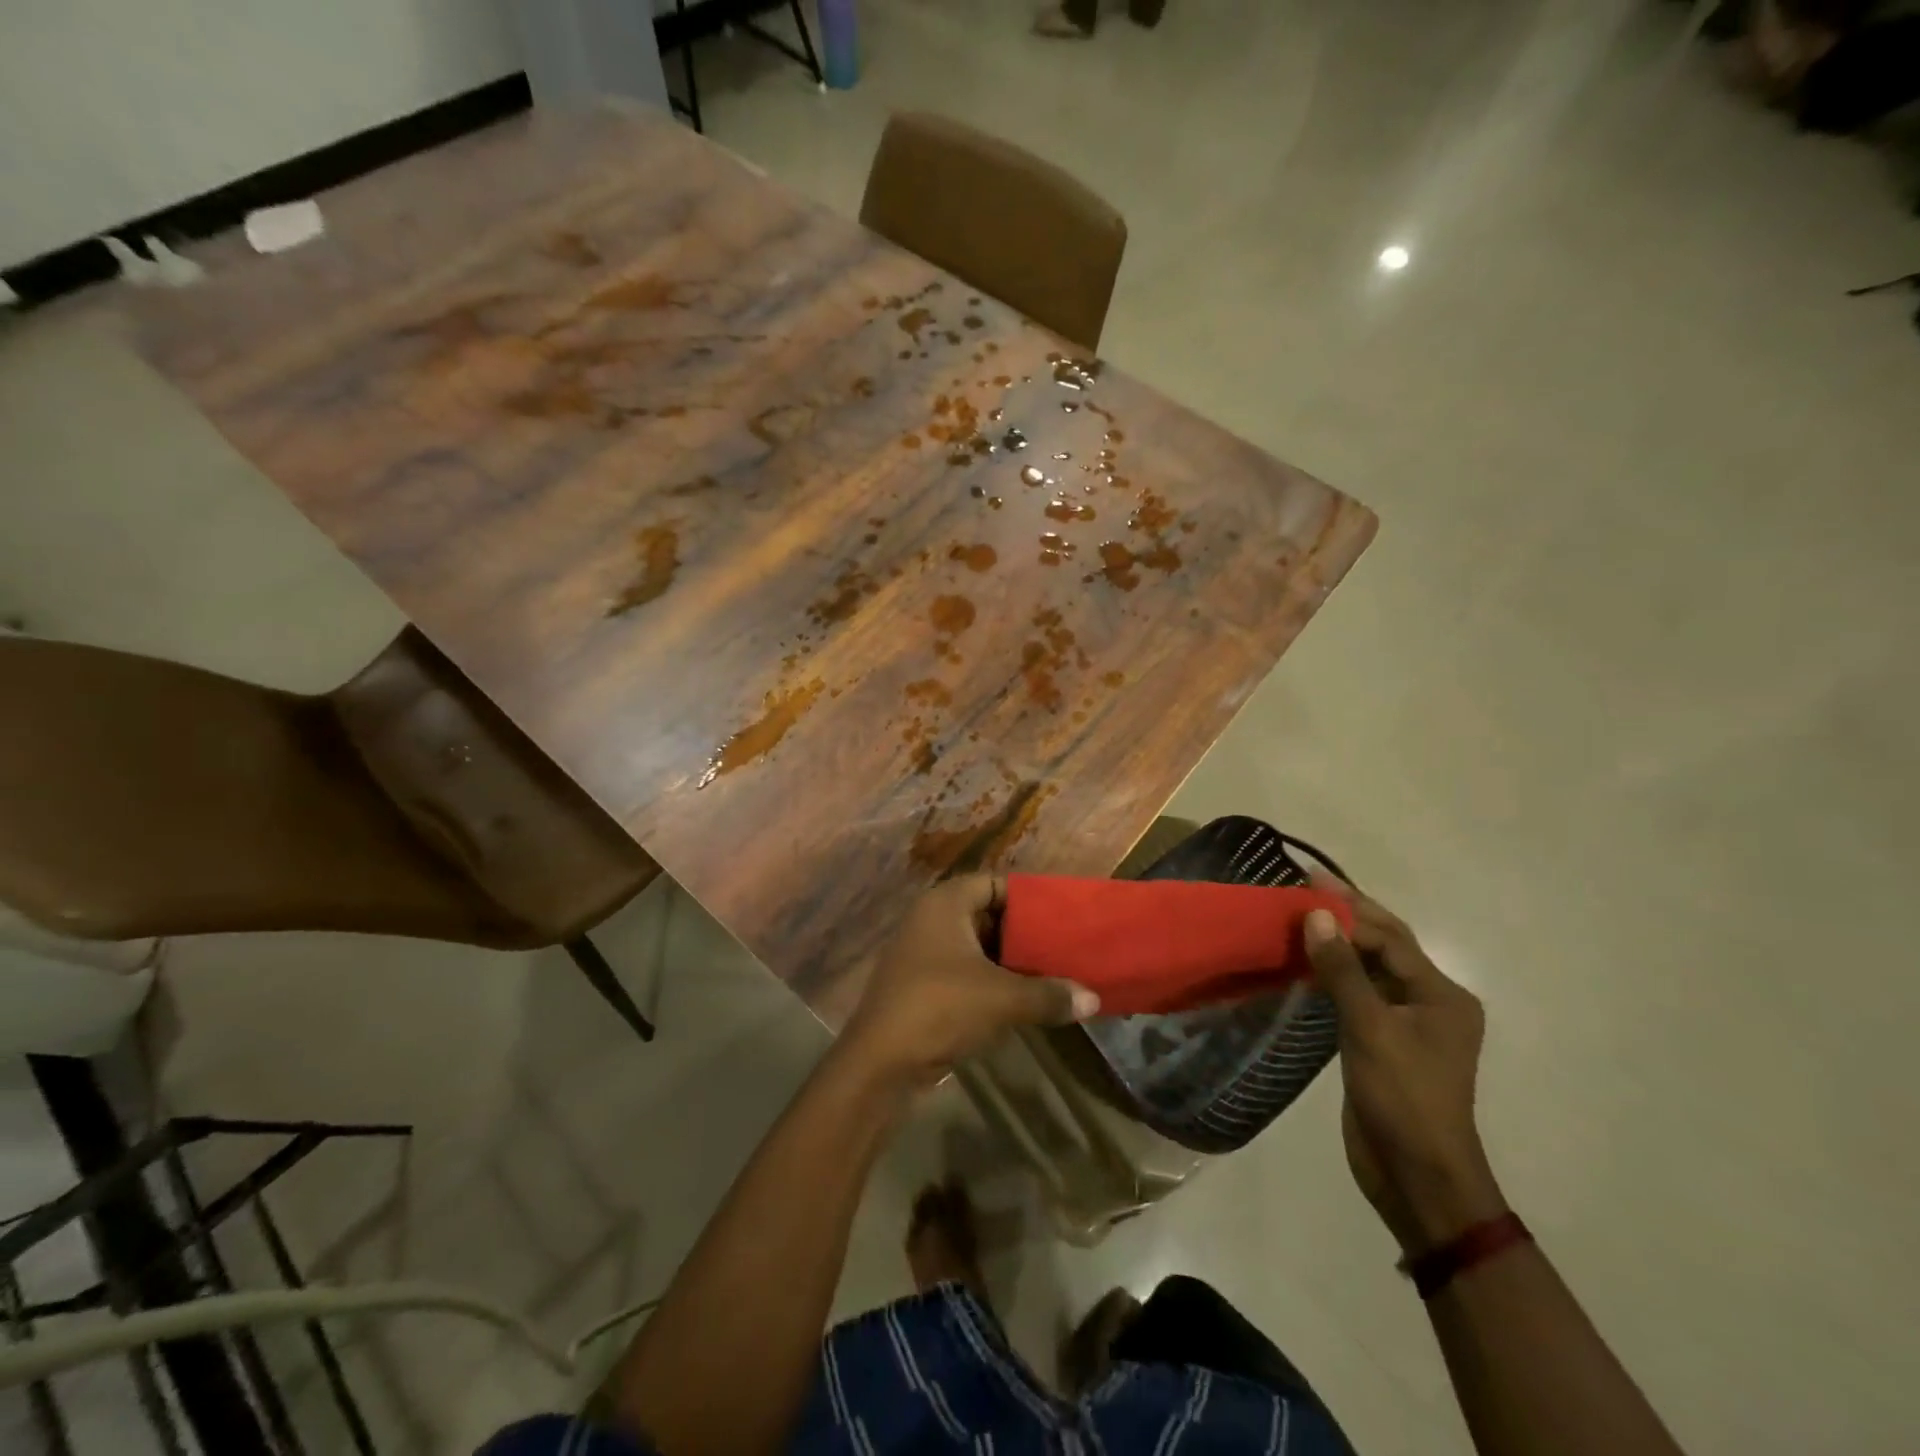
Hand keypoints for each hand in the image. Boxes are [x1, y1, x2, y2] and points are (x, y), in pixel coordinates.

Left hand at [844, 877, 1098, 1085]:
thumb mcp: (1002, 998)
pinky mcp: (924, 986)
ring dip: (1012, 961)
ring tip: (1055, 972)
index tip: (1063, 915)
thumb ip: (1049, 994)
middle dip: (1025, 933)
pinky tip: (1025, 999)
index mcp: (945, 903)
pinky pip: (968, 973)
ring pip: (979, 948)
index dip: (1029, 898)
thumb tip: (1094, 999)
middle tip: (1065, 945)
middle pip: (988, 915)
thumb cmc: (941, 1008)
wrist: (881, 1063)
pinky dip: (994, 982)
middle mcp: (931, 920)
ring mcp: (924, 954)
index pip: (995, 884)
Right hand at [1304, 883, 1506, 1253]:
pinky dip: (1332, 974)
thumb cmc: (1403, 1099)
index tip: (1307, 881)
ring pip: (1369, 970)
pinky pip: (1357, 995)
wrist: (1417, 1178)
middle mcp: (1429, 1002)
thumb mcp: (1371, 1030)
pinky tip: (1305, 962)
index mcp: (1441, 995)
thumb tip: (1318, 915)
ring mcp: (1406, 1025)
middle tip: (1303, 885)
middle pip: (1384, 946)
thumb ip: (1344, 971)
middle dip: (1346, 915)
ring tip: (1297, 916)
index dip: (1348, 907)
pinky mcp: (1383, 1043)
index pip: (1390, 937)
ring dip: (1337, 944)